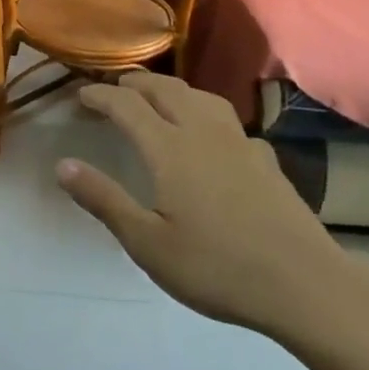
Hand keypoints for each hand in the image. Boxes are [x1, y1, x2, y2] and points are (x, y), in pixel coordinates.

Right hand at [59, 72, 368, 339]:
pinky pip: (229, 122)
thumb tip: (62, 164)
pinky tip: (213, 137)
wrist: (305, 286)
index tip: (81, 96)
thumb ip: (104, 200)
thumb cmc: (217, 267)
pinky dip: (207, 115)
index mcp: (169, 148)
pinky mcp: (265, 160)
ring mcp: (239, 143)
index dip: (100, 96)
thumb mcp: (147, 243)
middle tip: (114, 89)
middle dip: (134, 83)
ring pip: (200, 97)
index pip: (126, 105)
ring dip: (172, 89)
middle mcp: (202, 132)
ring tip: (158, 98)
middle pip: (164, 89)